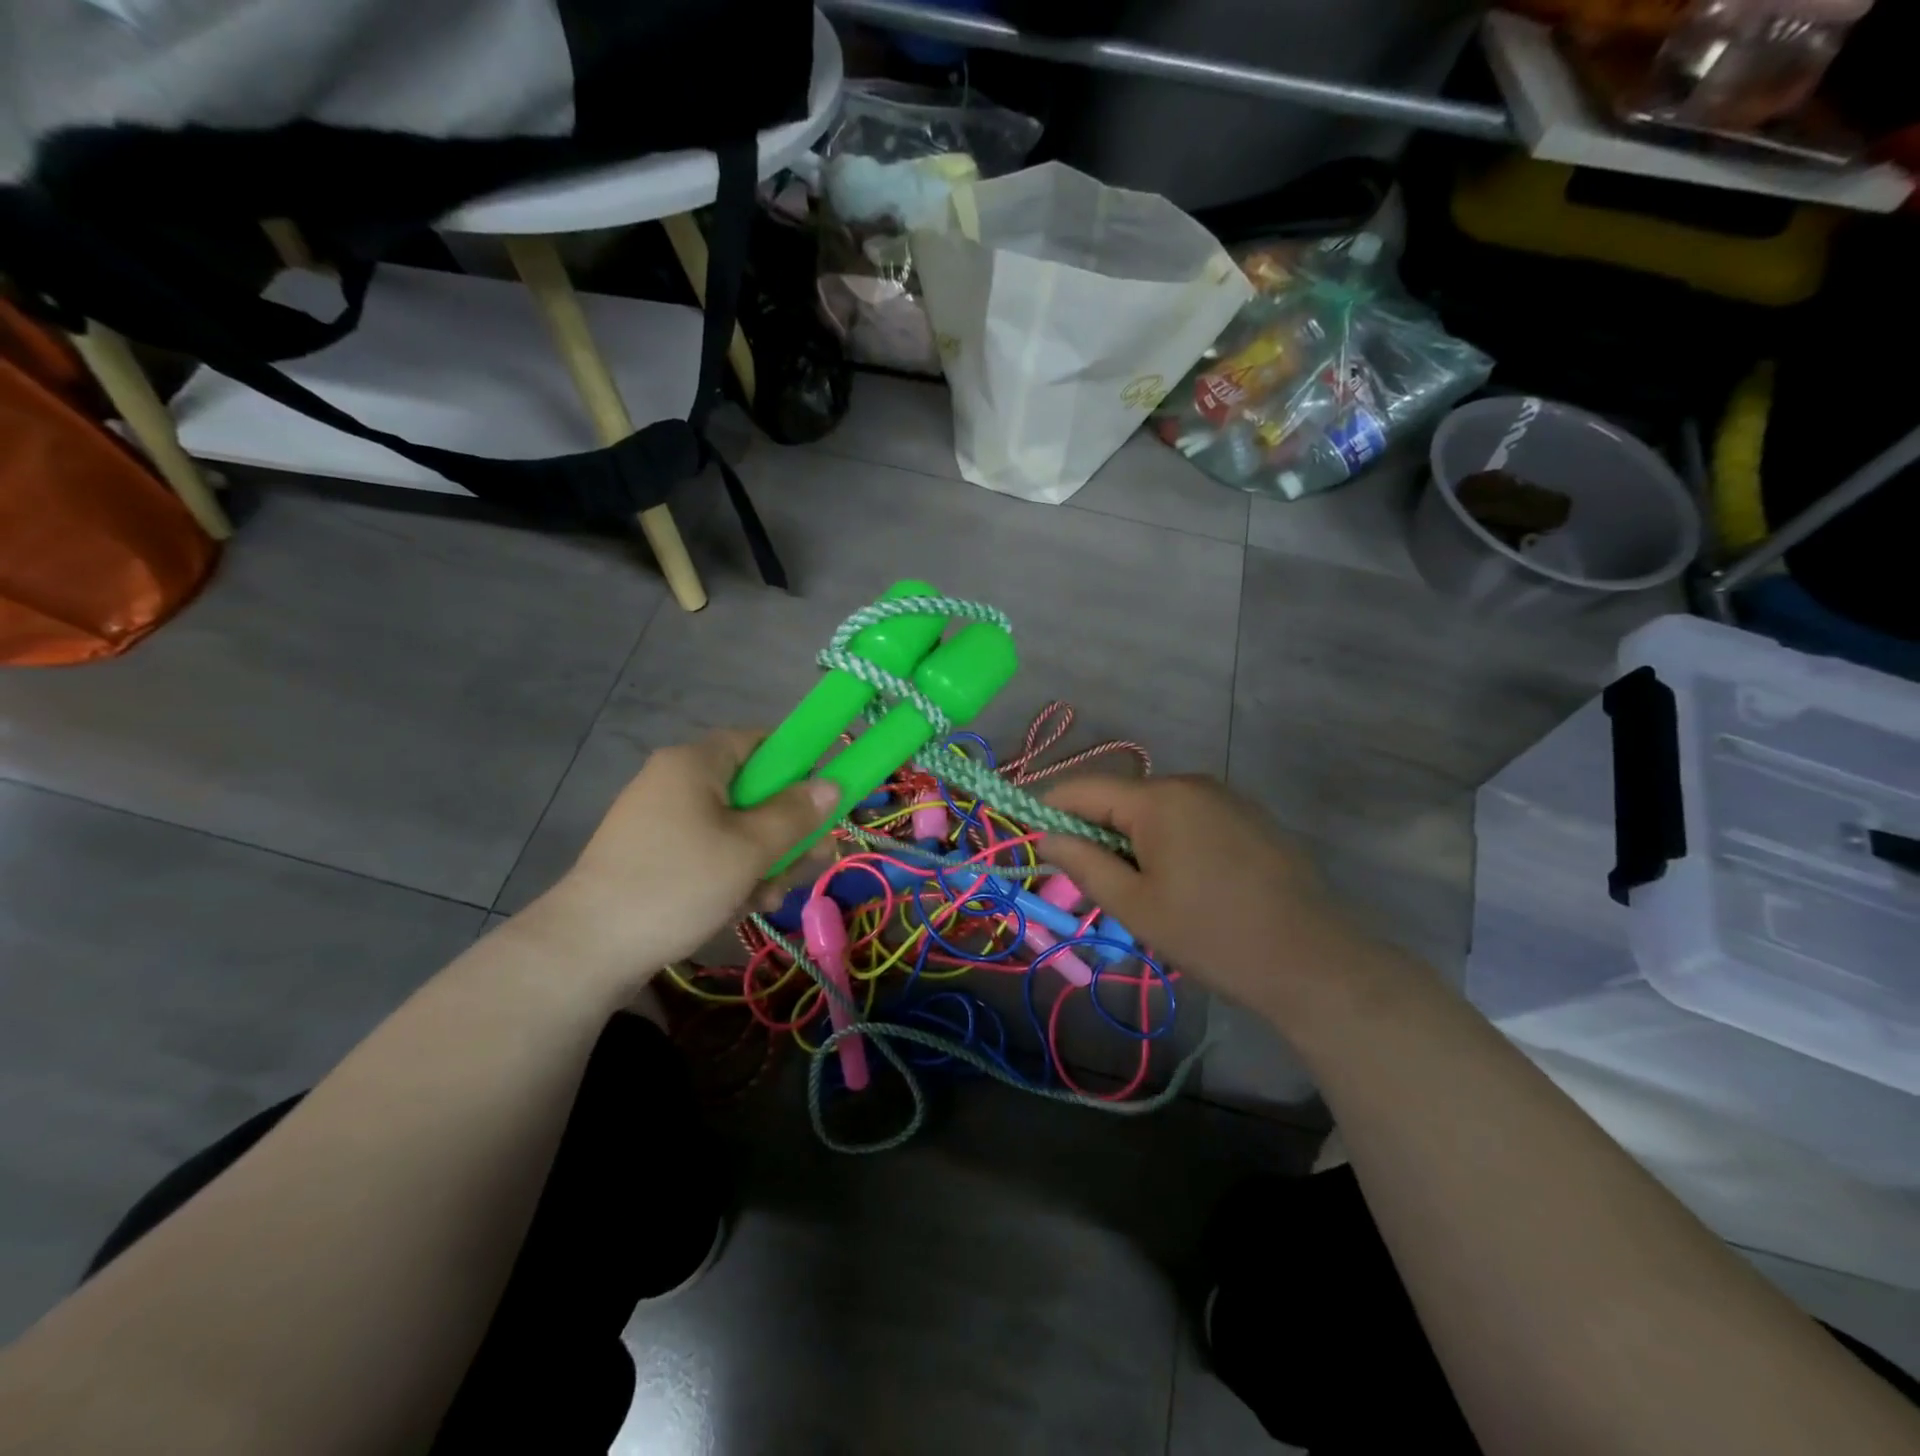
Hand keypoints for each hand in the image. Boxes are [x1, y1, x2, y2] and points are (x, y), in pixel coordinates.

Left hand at [536, 730, 837, 975]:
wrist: (587, 950)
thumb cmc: (678, 884)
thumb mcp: (749, 849)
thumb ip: (796, 815)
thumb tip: (832, 785)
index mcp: (695, 763)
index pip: (760, 741)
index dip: (799, 763)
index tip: (825, 798)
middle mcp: (676, 782)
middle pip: (751, 790)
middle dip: (787, 827)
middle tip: (814, 859)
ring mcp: (661, 821)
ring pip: (734, 827)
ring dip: (764, 858)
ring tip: (773, 895)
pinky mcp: (653, 856)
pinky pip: (708, 851)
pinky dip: (731, 873)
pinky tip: (744, 906)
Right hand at [1041, 775, 1362, 1022]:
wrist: (1312, 961)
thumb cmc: (1211, 934)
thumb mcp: (1135, 906)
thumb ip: (1083, 863)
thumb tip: (1045, 836)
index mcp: (1159, 798)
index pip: (1084, 788)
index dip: (1050, 809)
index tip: (1031, 839)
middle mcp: (1191, 783)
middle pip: (1122, 798)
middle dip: (1096, 831)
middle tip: (1088, 881)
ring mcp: (1226, 797)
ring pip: (1157, 810)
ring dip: (1133, 839)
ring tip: (1139, 890)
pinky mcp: (1250, 817)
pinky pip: (1190, 818)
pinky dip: (1169, 841)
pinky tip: (1183, 883)